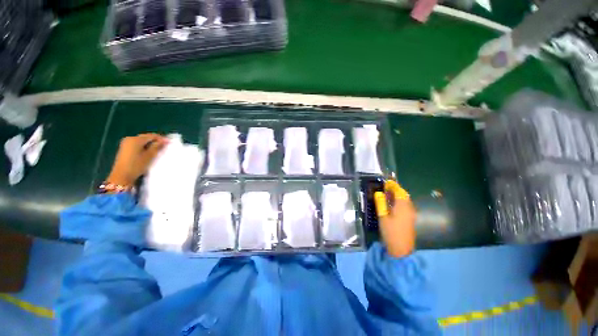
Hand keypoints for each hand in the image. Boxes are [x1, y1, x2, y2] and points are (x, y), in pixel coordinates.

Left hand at [106, 134, 168, 186]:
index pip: (151, 136)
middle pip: (146, 137)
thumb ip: (157, 146)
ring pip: (142, 141)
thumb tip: (164, 141)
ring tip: (158, 149)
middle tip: (164, 146)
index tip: (169, 142)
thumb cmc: (137, 165)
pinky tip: (149, 152)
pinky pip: (137, 144)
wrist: (122, 176)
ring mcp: (126, 143)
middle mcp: (130, 138)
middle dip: (155, 141)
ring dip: (150, 144)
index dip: (161, 138)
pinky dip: (144, 146)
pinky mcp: (124, 148)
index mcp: (136, 139)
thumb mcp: (149, 156)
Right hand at [374, 180, 415, 257]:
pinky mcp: (410, 219)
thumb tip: (378, 193)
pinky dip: (400, 201)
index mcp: (402, 206)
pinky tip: (393, 203)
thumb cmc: (390, 232)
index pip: (399, 191)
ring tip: (388, 193)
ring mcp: (411, 214)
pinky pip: (406, 205)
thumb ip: (381, 203)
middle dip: (396, 189)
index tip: (386, 182)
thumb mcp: (382, 217)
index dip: (393, 185)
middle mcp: (409, 208)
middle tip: (386, 187)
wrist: (401, 250)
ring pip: (406, 200)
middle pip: (404, 195)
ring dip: (398, 195)